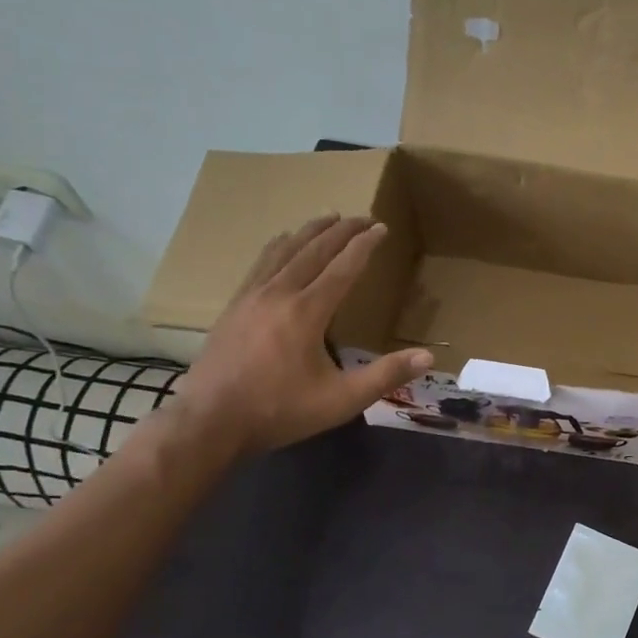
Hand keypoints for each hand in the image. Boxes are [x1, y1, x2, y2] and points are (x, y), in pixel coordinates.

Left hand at [172, 214, 432, 453]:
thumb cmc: (279, 410)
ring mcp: (251, 296)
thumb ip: (385, 377)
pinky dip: (279, 245)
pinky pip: (261, 263)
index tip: (381, 227)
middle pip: (313, 250)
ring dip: (310, 231)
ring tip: (327, 218)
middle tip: (362, 216)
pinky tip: (281, 243)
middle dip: (341, 230)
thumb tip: (428, 358)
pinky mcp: (233, 306)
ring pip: (284, 250)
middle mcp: (279, 294)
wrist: (209, 421)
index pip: (342, 267)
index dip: (364, 245)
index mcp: (307, 312)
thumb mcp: (341, 401)